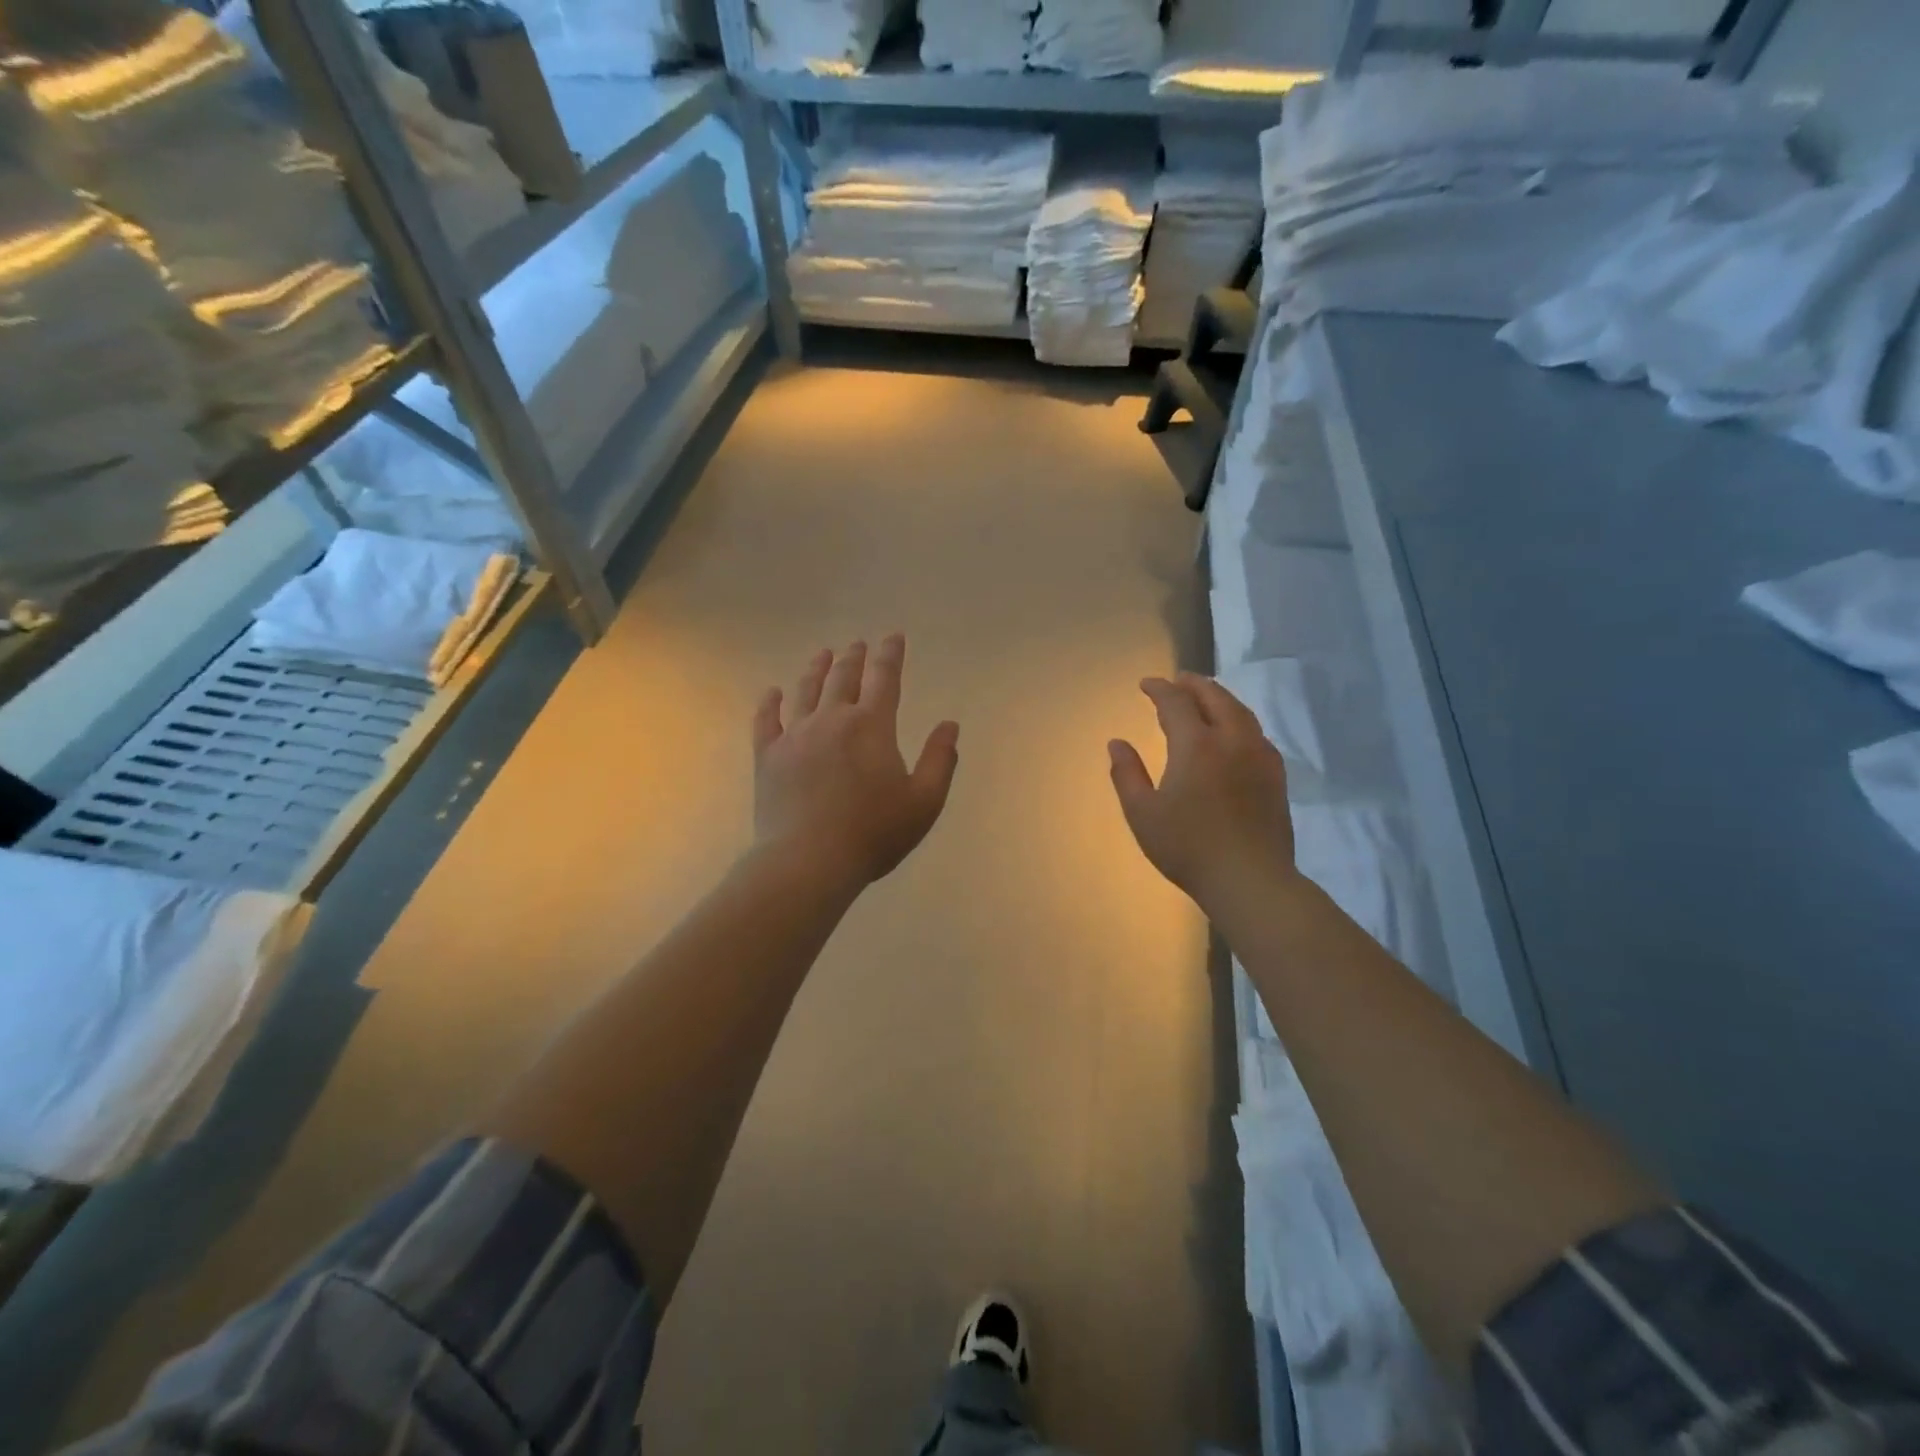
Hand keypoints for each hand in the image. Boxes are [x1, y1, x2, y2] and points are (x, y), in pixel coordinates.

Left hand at [752, 635, 960, 888]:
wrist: (809, 860)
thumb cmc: (873, 832)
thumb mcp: (924, 801)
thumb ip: (940, 760)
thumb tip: (949, 725)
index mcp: (872, 726)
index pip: (884, 679)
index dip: (890, 655)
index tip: (893, 637)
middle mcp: (832, 720)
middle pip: (843, 679)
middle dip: (854, 658)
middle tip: (858, 645)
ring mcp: (795, 736)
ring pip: (806, 692)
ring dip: (816, 670)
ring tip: (823, 655)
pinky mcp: (768, 757)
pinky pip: (766, 721)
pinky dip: (770, 704)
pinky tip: (772, 693)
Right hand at [1109, 674, 1298, 914]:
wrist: (1250, 879)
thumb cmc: (1188, 847)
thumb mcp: (1142, 813)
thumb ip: (1127, 774)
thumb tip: (1117, 743)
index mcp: (1196, 745)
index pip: (1176, 702)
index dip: (1159, 689)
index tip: (1146, 684)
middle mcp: (1232, 740)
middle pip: (1215, 697)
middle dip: (1194, 684)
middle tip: (1178, 680)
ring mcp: (1259, 756)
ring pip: (1241, 712)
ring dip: (1219, 698)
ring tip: (1205, 698)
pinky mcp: (1276, 776)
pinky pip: (1256, 733)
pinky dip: (1239, 720)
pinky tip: (1234, 733)